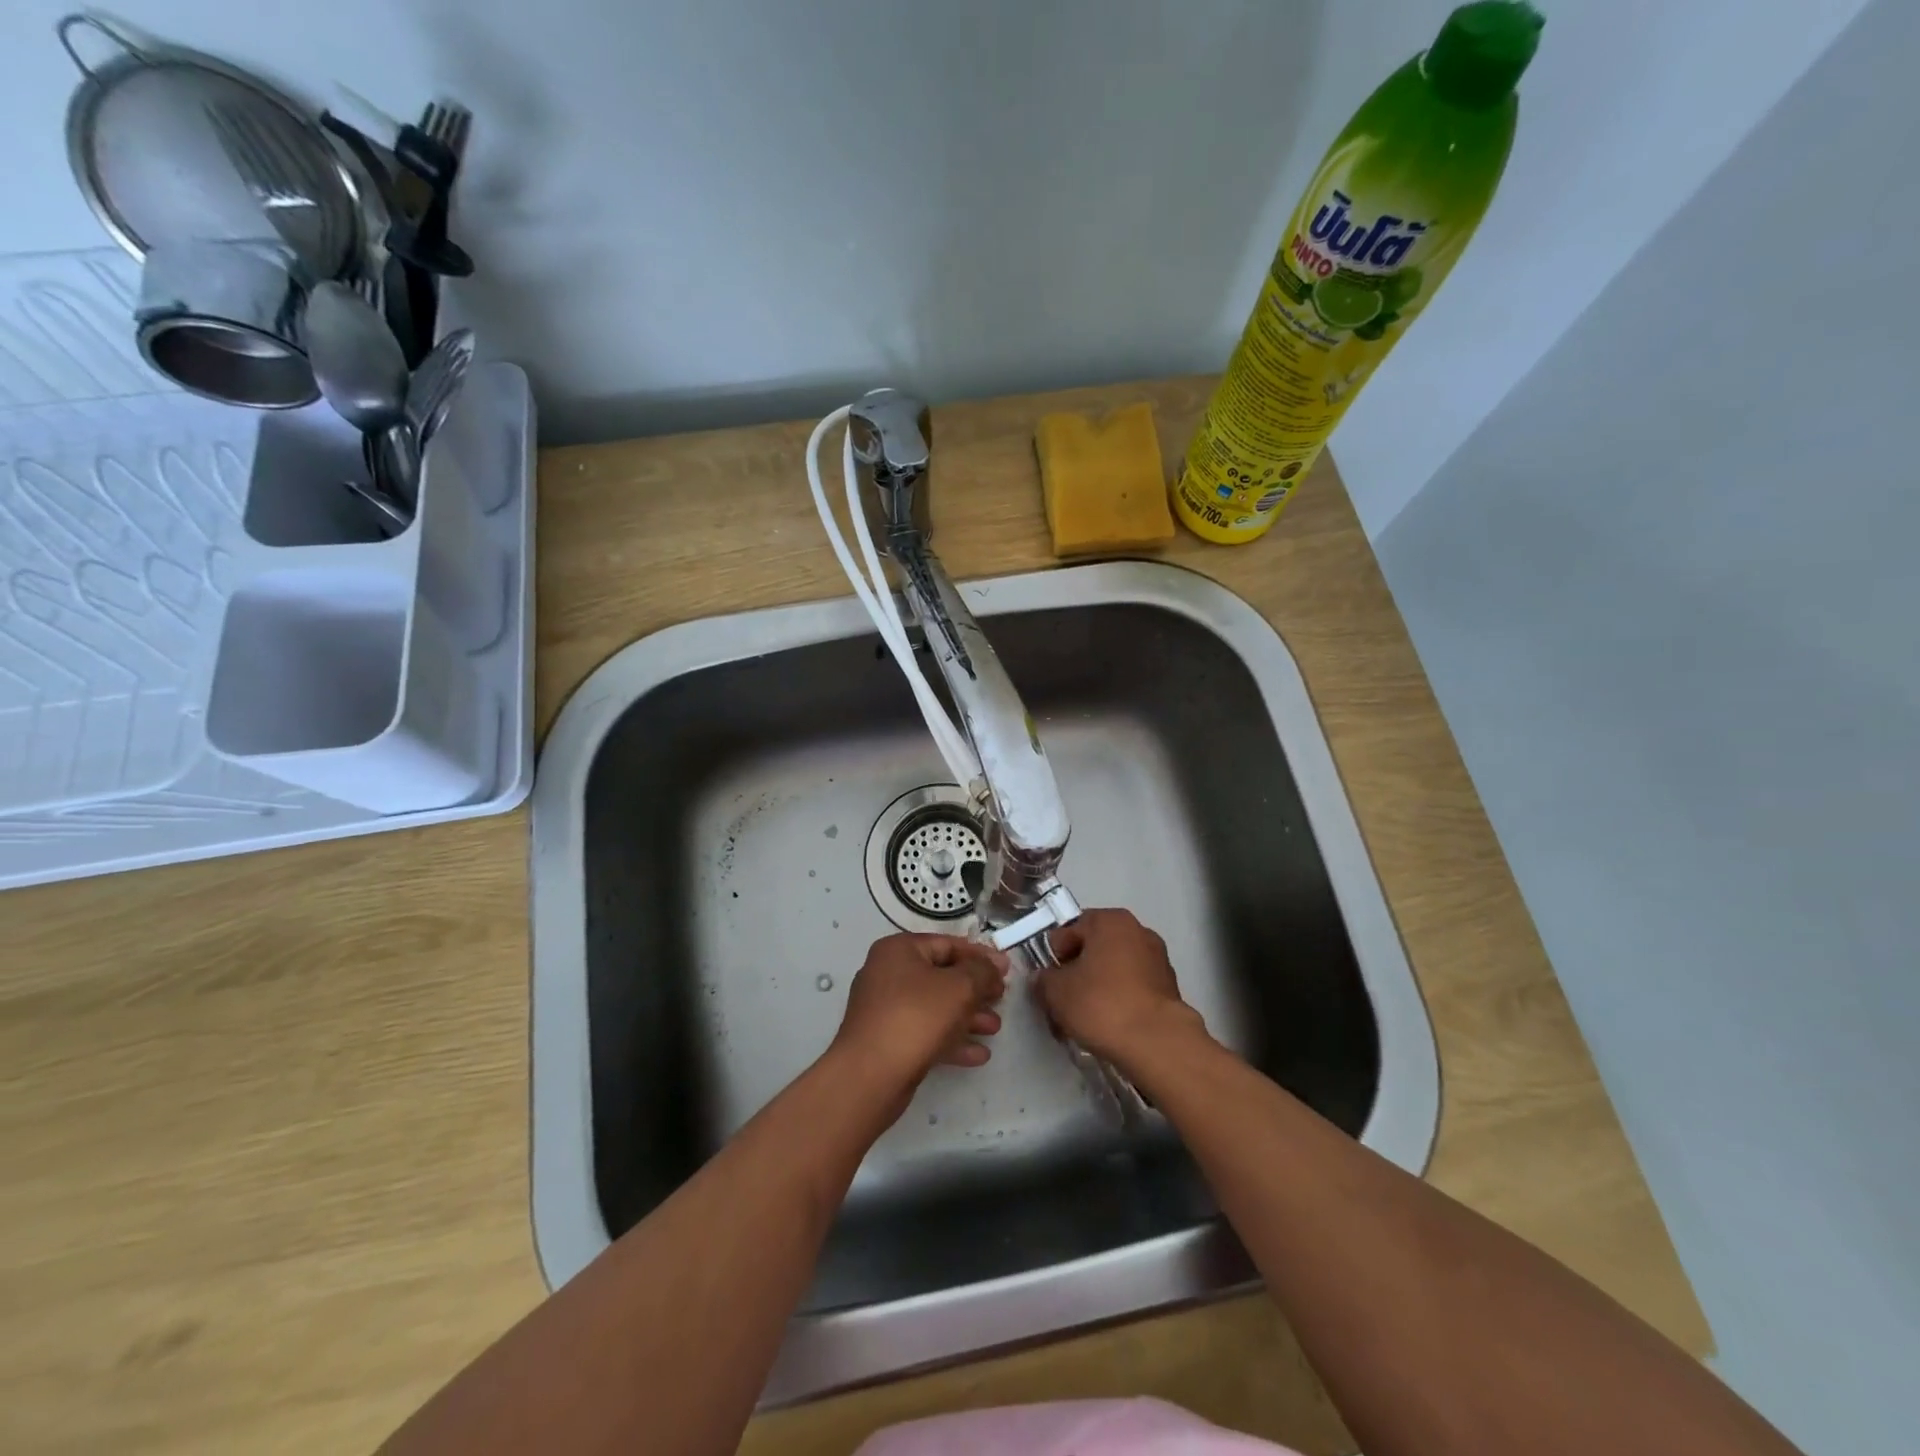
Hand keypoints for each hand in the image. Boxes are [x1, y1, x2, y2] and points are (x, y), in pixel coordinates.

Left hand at [829, 933, 1007, 1100]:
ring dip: (968, 1017)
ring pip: (935, 1007)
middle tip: (1002, 999)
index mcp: (899, 950)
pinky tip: (979, 1054)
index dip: (980, 956)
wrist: (870, 1076)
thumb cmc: (916, 1017)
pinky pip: (925, 1033)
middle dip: (975, 990)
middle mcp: (888, 974)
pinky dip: (951, 1040)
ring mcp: (885, 1009)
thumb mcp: (959, 987)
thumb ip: (982, 971)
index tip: (1006, 970)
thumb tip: (994, 964)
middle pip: (941, 976)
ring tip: (995, 1028)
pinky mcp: (887, 1041)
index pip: (947, 944)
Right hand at [1039, 908, 1205, 1069]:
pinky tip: (1108, 1025)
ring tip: (1084, 1018)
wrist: (1156, 1042)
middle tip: (1062, 1001)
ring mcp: (1158, 959)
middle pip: (1094, 949)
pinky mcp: (1169, 988)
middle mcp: (1138, 931)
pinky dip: (1119, 1000)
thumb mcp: (1056, 991)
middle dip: (1076, 973)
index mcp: (1110, 920)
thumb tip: (1044, 979)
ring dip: (1097, 988)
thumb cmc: (1101, 1003)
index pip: (1070, 930)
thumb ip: (1043, 979)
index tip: (1048, 982)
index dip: (1054, 956)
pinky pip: (1132, 988)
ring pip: (1114, 970)